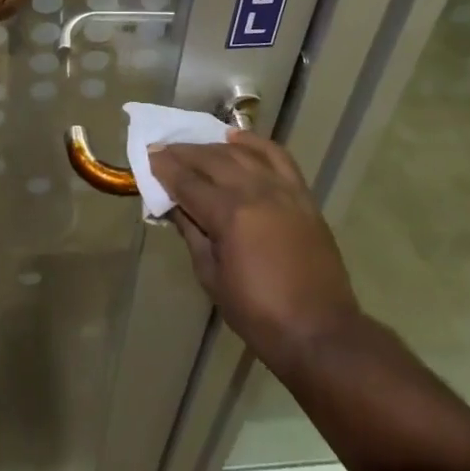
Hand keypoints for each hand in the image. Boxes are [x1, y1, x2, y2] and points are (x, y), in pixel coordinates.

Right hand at [150, 132, 361, 371]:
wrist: (320, 332)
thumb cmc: (259, 314)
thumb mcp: (212, 279)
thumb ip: (192, 234)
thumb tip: (175, 205)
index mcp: (230, 215)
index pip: (188, 182)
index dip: (165, 169)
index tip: (149, 156)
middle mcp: (255, 192)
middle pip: (212, 160)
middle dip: (184, 153)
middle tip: (164, 149)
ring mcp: (282, 190)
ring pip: (241, 153)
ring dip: (214, 146)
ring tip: (195, 147)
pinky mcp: (302, 195)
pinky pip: (277, 156)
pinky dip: (255, 143)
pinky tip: (237, 138)